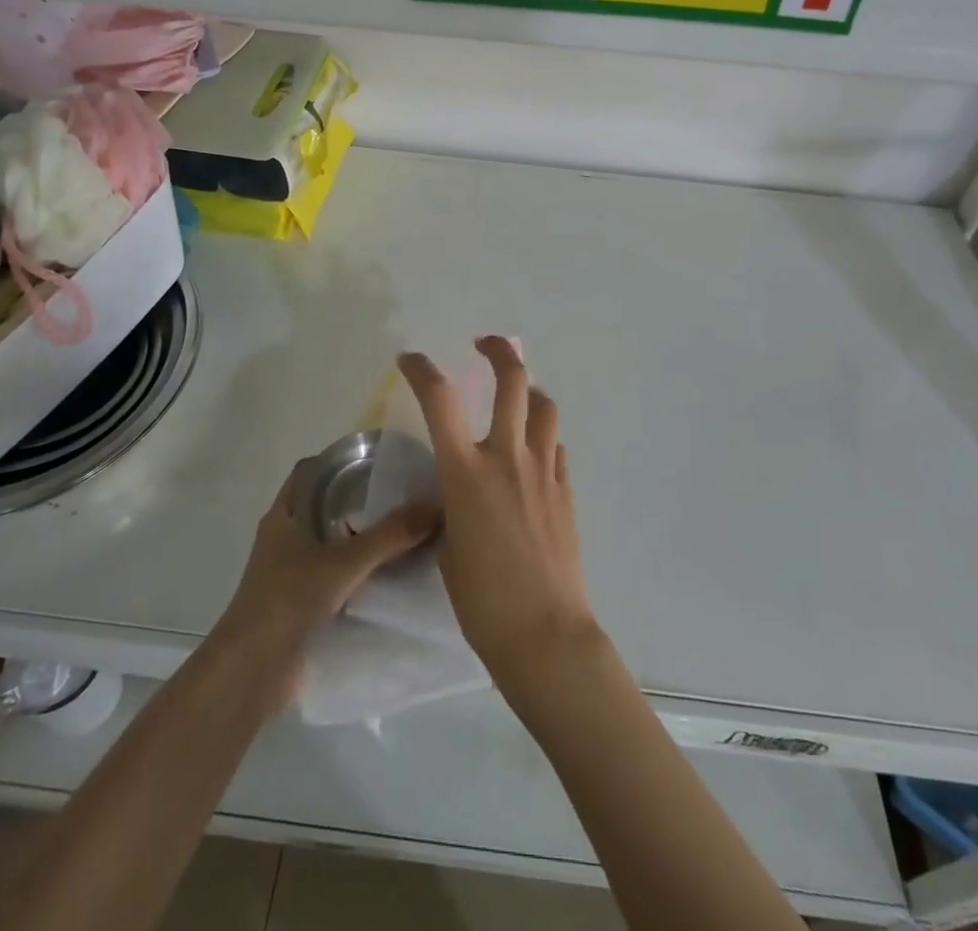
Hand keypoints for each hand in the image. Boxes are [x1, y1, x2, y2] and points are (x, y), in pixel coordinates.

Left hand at [213, 463, 439, 715]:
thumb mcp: (344, 562)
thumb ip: (390, 535)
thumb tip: (436, 507)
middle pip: (325, 506)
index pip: (312, 471)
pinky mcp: (300, 604)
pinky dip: (358, 574)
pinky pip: (335, 577)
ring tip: (405, 532)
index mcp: (285, 515)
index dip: (341, 461)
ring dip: (361, 539)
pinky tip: (391, 576)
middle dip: (360, 500)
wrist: (251, 673)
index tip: (377, 460)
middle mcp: (285, 538)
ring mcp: (290, 573)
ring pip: (331, 543)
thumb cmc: (288, 600)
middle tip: (402, 495)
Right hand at [398, 338, 600, 694]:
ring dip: (529, 391)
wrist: (543, 634)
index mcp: (466, 472)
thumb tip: (458, 492)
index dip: (422, 370)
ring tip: (517, 396)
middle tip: (486, 344)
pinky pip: (556, 447)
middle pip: (512, 382)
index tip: (411, 359)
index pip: (440, 400)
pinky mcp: (566, 490)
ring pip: (544, 407)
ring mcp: (543, 470)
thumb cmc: (482, 601)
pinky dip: (543, 438)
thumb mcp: (448, 547)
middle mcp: (507, 458)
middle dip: (499, 351)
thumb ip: (451, 507)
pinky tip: (533, 454)